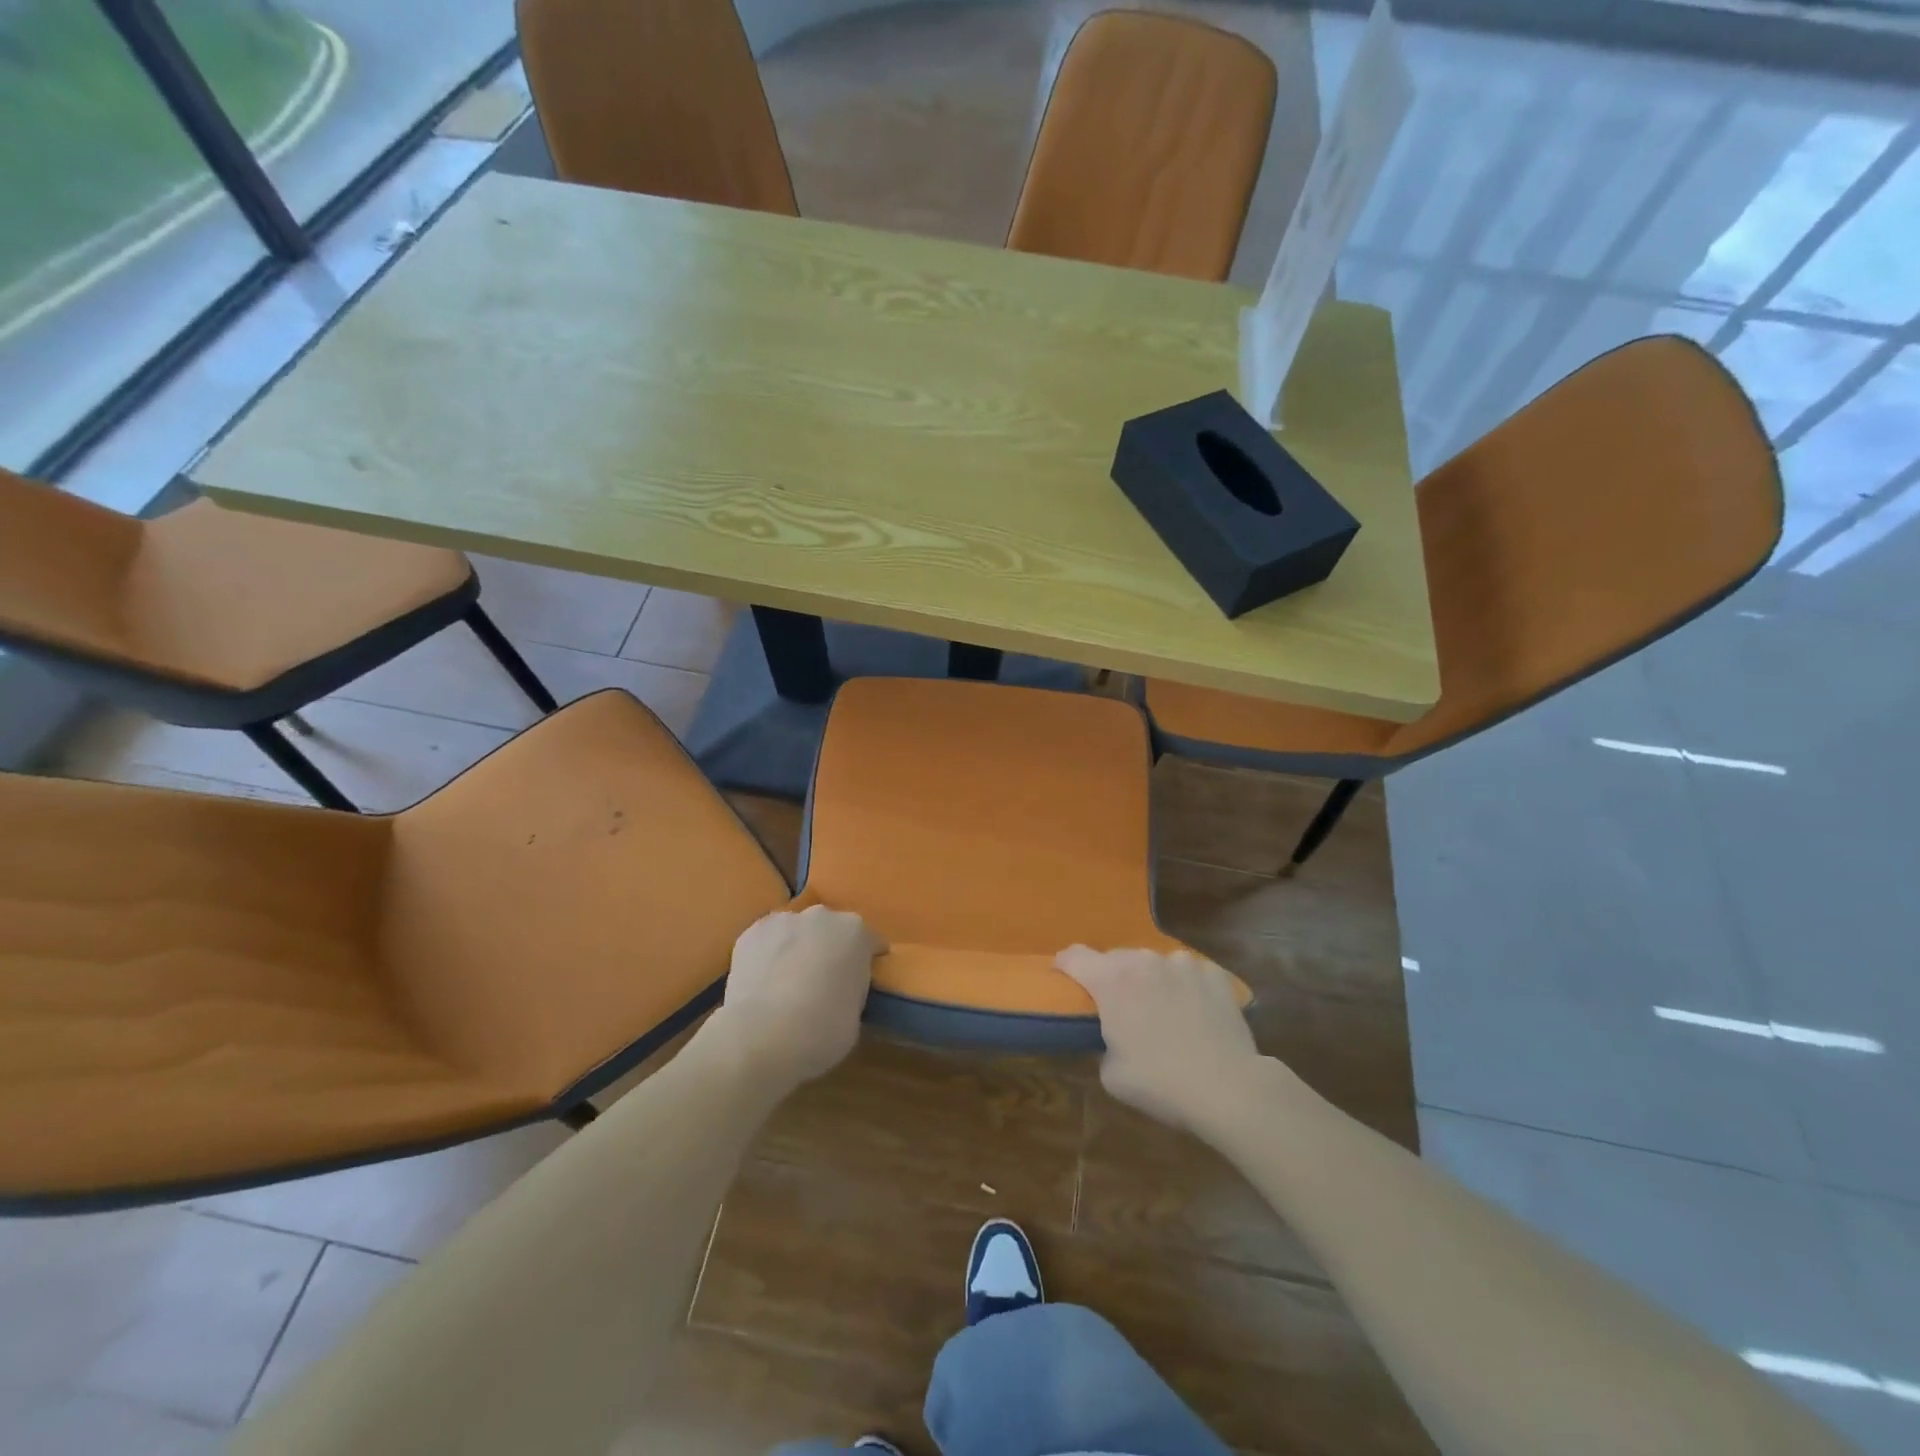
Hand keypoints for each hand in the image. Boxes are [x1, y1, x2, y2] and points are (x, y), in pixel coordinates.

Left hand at [708, 905, 885, 1090]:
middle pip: (830, 928)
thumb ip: (851, 989)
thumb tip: (838, 990)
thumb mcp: (856, 1012)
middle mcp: (821, 916)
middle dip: (828, 948)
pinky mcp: (750, 933)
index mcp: (855, 932)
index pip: (869, 940)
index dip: (866, 959)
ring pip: (795, 930)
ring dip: (796, 947)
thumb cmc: (824, 1029)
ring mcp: (783, 921)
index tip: (861, 978)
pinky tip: (763, 980)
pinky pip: (767, 941)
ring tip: (787, 980)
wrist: (766, 1034)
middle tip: (823, 980)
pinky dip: (767, 954)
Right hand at [1057, 945, 1262, 1140]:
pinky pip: (1188, 973)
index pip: (1073, 956)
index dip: (1064, 966)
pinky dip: (1184, 986)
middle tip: (1119, 1008)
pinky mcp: (1213, 973)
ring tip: (1162, 1009)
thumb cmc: (1160, 1083)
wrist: (1228, 1088)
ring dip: (1150, 980)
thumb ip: (1101, 1043)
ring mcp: (1182, 963)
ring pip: (1154, 963)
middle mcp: (1144, 960)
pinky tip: (1194, 1012)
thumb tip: (1111, 1036)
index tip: (1064, 979)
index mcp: (1111, 980)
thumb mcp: (1111, 1074)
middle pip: (1115, 959)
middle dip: (1112, 978)